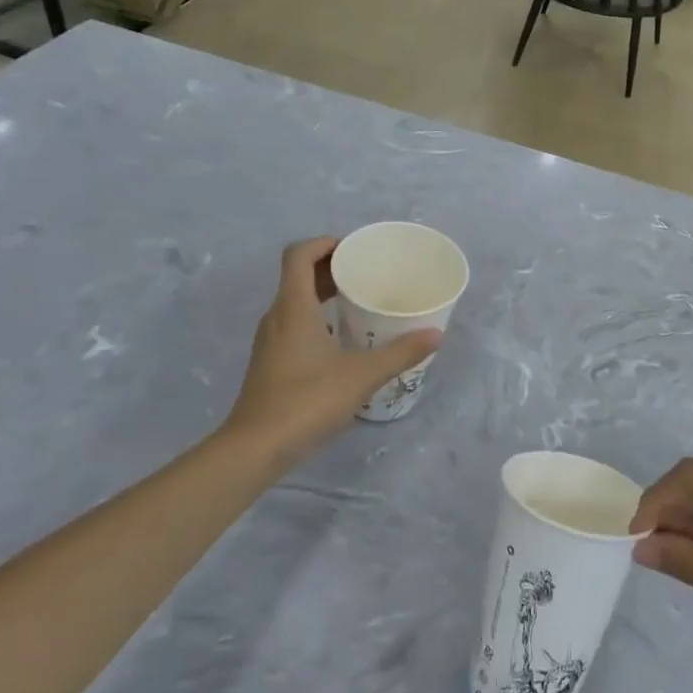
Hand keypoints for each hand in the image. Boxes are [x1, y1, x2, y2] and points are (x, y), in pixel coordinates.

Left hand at [218, 237, 440, 465]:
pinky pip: (293, 324)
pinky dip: (316, 318)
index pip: (298, 255)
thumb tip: (436, 334)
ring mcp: (270, 341)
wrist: (256, 448)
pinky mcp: (270, 362)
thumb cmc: (307, 401)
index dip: (324, 243)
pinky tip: (342, 340)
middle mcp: (277, 317)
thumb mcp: (362, 375)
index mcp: (293, 308)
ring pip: (295, 302)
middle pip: (298, 276)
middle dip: (330, 267)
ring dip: (322, 293)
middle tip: (366, 273)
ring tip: (359, 302)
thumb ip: (401, 352)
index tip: (354, 249)